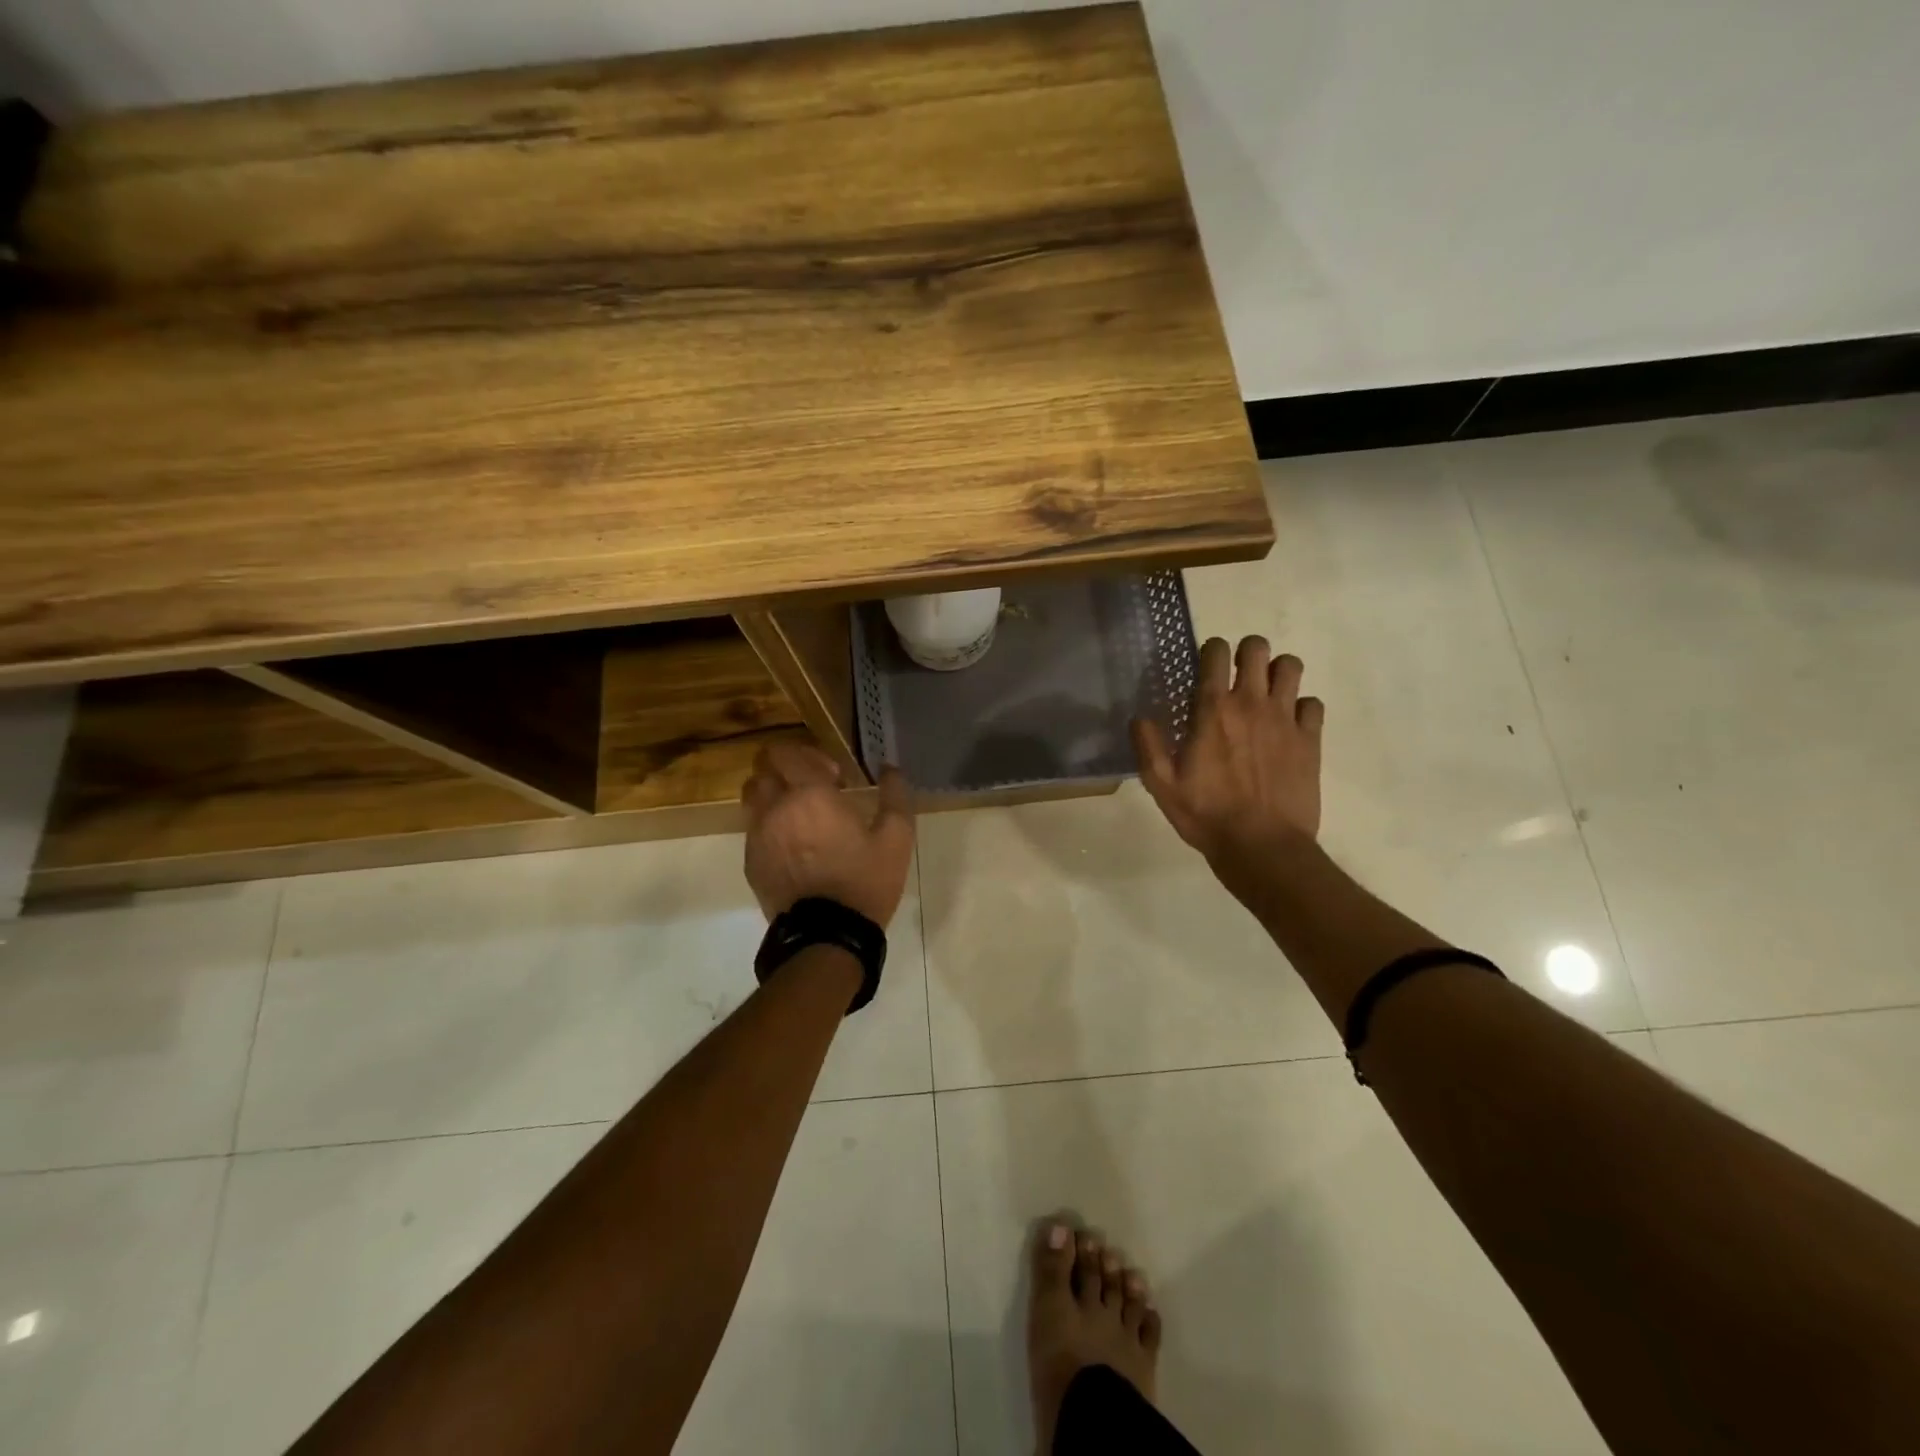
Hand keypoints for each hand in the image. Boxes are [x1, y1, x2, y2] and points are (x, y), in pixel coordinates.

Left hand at [741, 742, 914, 925]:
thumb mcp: (896, 839)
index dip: (809, 755)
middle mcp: (775, 809)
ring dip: (774, 796)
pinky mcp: (751, 863)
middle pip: (762, 770)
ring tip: (799, 816)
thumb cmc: (864, 882)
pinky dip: (770, 827)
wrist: (827, 937)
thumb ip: (895, 796)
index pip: (786, 752)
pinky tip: (795, 848)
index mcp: (809, 795)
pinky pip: (753, 830)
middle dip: (787, 771)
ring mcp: (758, 837)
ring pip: (753, 798)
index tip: (834, 777)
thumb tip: (889, 768)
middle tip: (814, 790)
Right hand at [1132, 636, 1324, 877]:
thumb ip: (1148, 745)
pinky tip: (1288, 725)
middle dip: (1246, 653)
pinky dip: (1301, 707)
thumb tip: (1139, 717)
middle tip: (1237, 676)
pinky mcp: (1310, 739)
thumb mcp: (1162, 785)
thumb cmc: (1206, 815)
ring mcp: (1285, 719)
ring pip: (1291, 667)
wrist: (1262, 846)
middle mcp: (1251, 703)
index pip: (1216, 652)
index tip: (1205, 667)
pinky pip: (1312, 704)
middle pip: (1257, 648)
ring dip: (1277, 672)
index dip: (1211, 651)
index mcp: (1213, 709)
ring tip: (1265, 693)